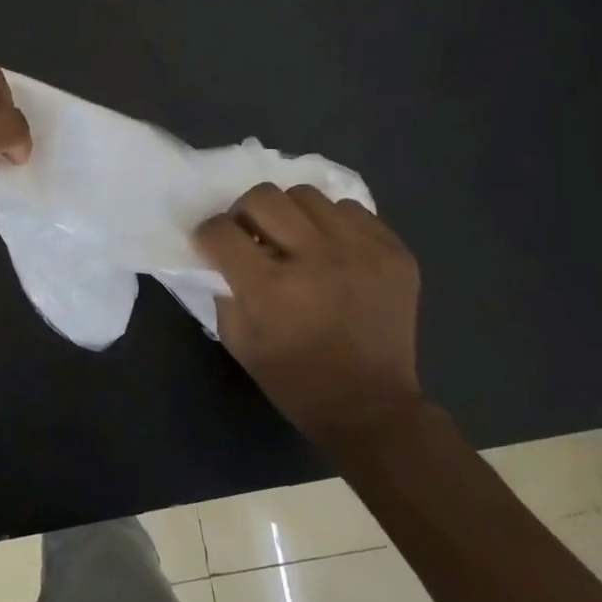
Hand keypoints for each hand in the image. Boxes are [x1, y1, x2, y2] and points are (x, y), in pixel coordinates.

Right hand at [195, 185, 425, 441]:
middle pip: (263, 197)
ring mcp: (360, 250)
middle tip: (251, 236)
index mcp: (270, 288)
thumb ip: (223, 291)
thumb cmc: (295, 381)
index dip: (208, 234)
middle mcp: (315, 258)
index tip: (213, 245)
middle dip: (244, 213)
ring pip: (307, 195)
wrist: (372, 407)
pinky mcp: (393, 251)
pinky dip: (331, 224)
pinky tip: (332, 251)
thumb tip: (222, 255)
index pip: (220, 231)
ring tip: (295, 240)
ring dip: (290, 214)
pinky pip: (351, 210)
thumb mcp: (240, 342)